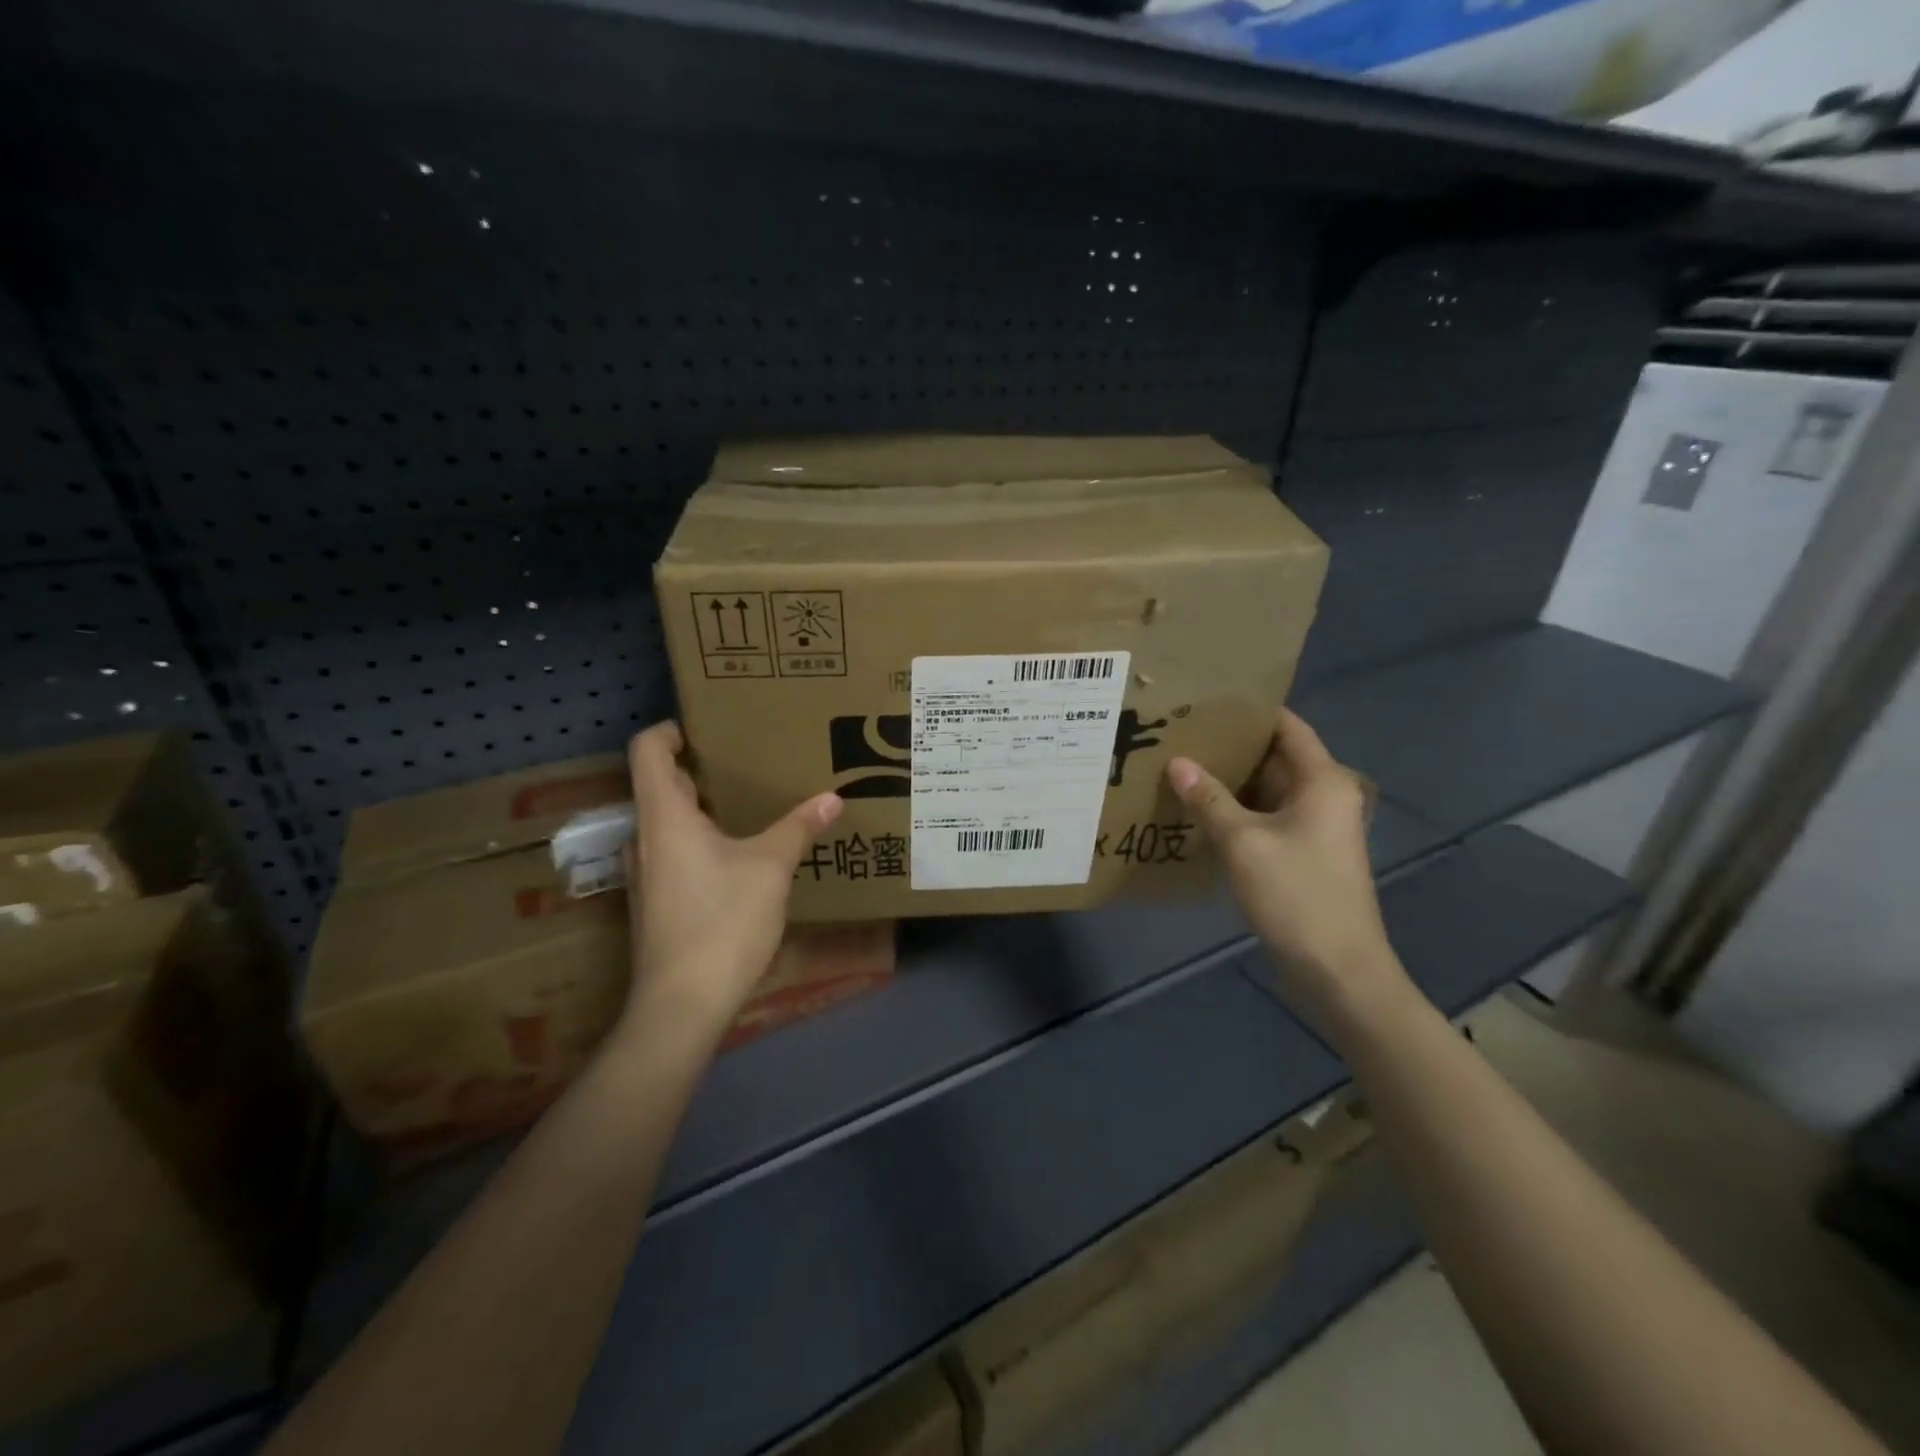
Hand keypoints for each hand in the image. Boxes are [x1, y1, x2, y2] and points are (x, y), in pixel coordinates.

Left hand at [621, 721, 842, 1040]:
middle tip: (747, 761)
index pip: (647, 750)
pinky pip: (675, 852)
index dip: (672, 729)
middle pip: (660, 783)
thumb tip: (833, 798)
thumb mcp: (770, 868)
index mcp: (664, 816)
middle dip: (700, 767)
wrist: (681, 1006)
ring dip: (704, 807)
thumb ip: (799, 828)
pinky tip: (741, 855)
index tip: (711, 728)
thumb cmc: (721, 921)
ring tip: (752, 804)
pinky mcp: (656, 902)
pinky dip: (702, 840)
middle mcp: (645, 837)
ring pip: (669, 821)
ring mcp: (647, 873)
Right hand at [1166, 709, 1413, 1040]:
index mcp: (1323, 781)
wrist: (1337, 970)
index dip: (1250, 711)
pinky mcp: (1302, 854)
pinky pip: (1266, 818)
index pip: (1287, 726)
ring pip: (1267, 790)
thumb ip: (1209, 799)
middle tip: (1180, 733)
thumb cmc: (1297, 895)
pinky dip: (1236, 810)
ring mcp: (1315, 827)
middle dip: (1231, 746)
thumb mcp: (1243, 843)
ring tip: (1181, 765)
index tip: (1205, 702)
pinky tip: (1198, 809)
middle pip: (1275, 756)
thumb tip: (1177, 762)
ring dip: (1230, 781)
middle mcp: (1325, 796)